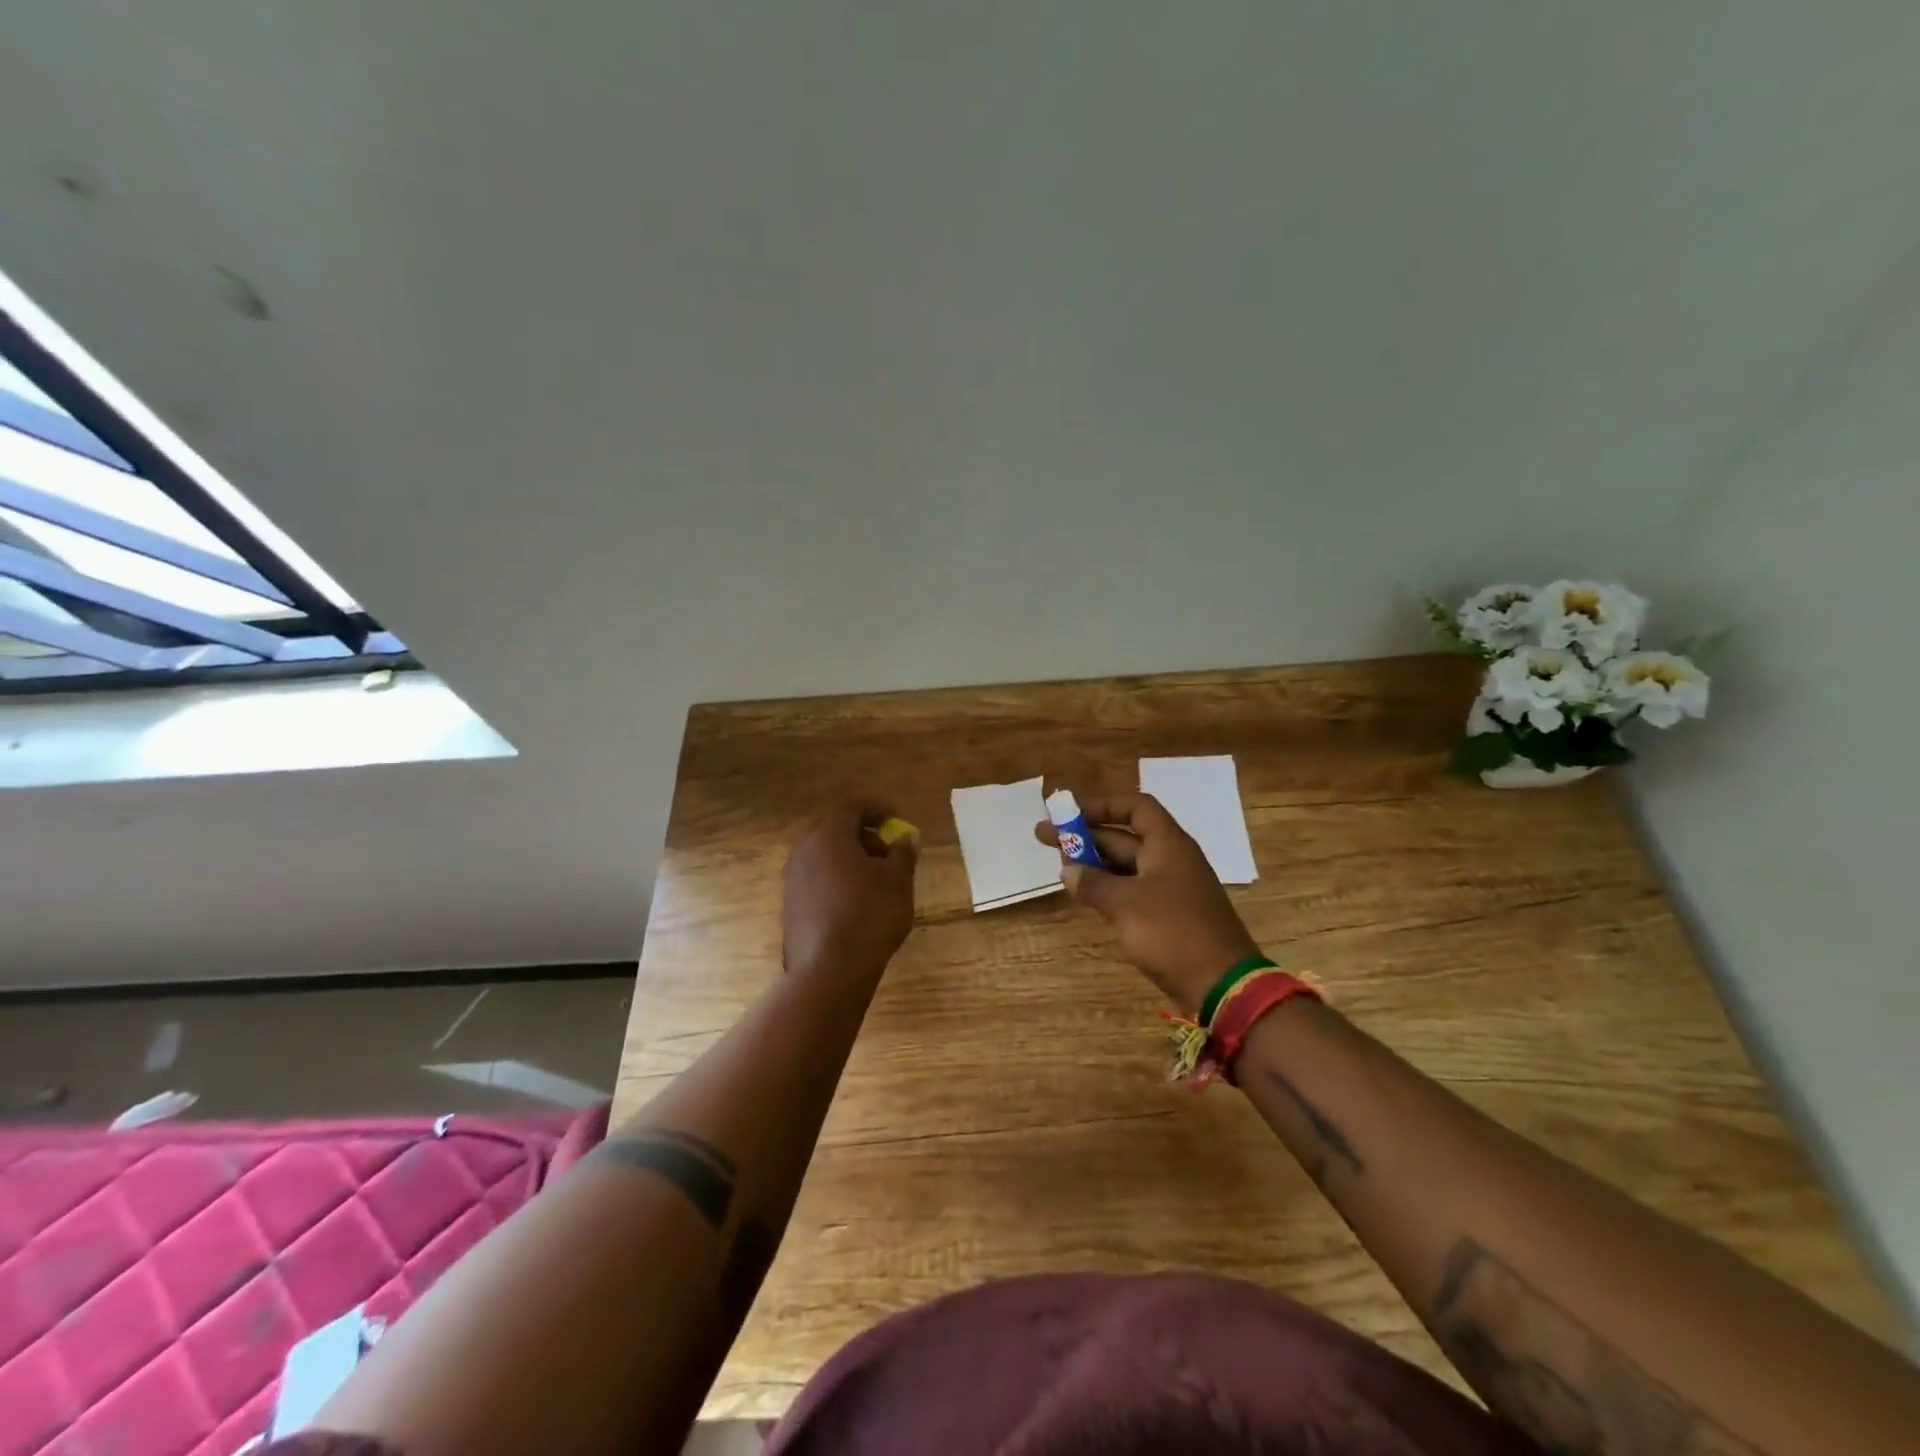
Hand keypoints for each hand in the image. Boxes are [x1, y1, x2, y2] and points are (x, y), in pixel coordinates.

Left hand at [782, 801, 918, 987]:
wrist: (830, 970)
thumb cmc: (870, 915)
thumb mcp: (898, 881)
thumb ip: (903, 853)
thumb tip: (904, 839)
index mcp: (829, 835)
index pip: (852, 806)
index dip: (878, 809)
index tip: (898, 822)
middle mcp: (804, 850)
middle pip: (835, 829)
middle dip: (864, 835)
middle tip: (889, 850)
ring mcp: (792, 879)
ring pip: (824, 855)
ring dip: (850, 858)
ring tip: (877, 879)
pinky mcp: (790, 905)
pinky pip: (816, 879)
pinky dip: (837, 879)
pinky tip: (857, 902)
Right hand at [1036, 792, 1260, 1013]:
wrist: (1222, 984)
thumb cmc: (1173, 932)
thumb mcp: (1125, 904)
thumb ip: (1093, 883)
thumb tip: (1068, 870)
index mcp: (1168, 845)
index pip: (1136, 808)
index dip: (1103, 806)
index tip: (1070, 814)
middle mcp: (1171, 860)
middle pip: (1125, 837)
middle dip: (1085, 836)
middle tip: (1044, 837)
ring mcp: (1171, 889)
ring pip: (1126, 866)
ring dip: (1094, 863)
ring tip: (1060, 867)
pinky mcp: (1168, 916)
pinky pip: (1133, 890)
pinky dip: (1108, 888)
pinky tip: (1085, 895)